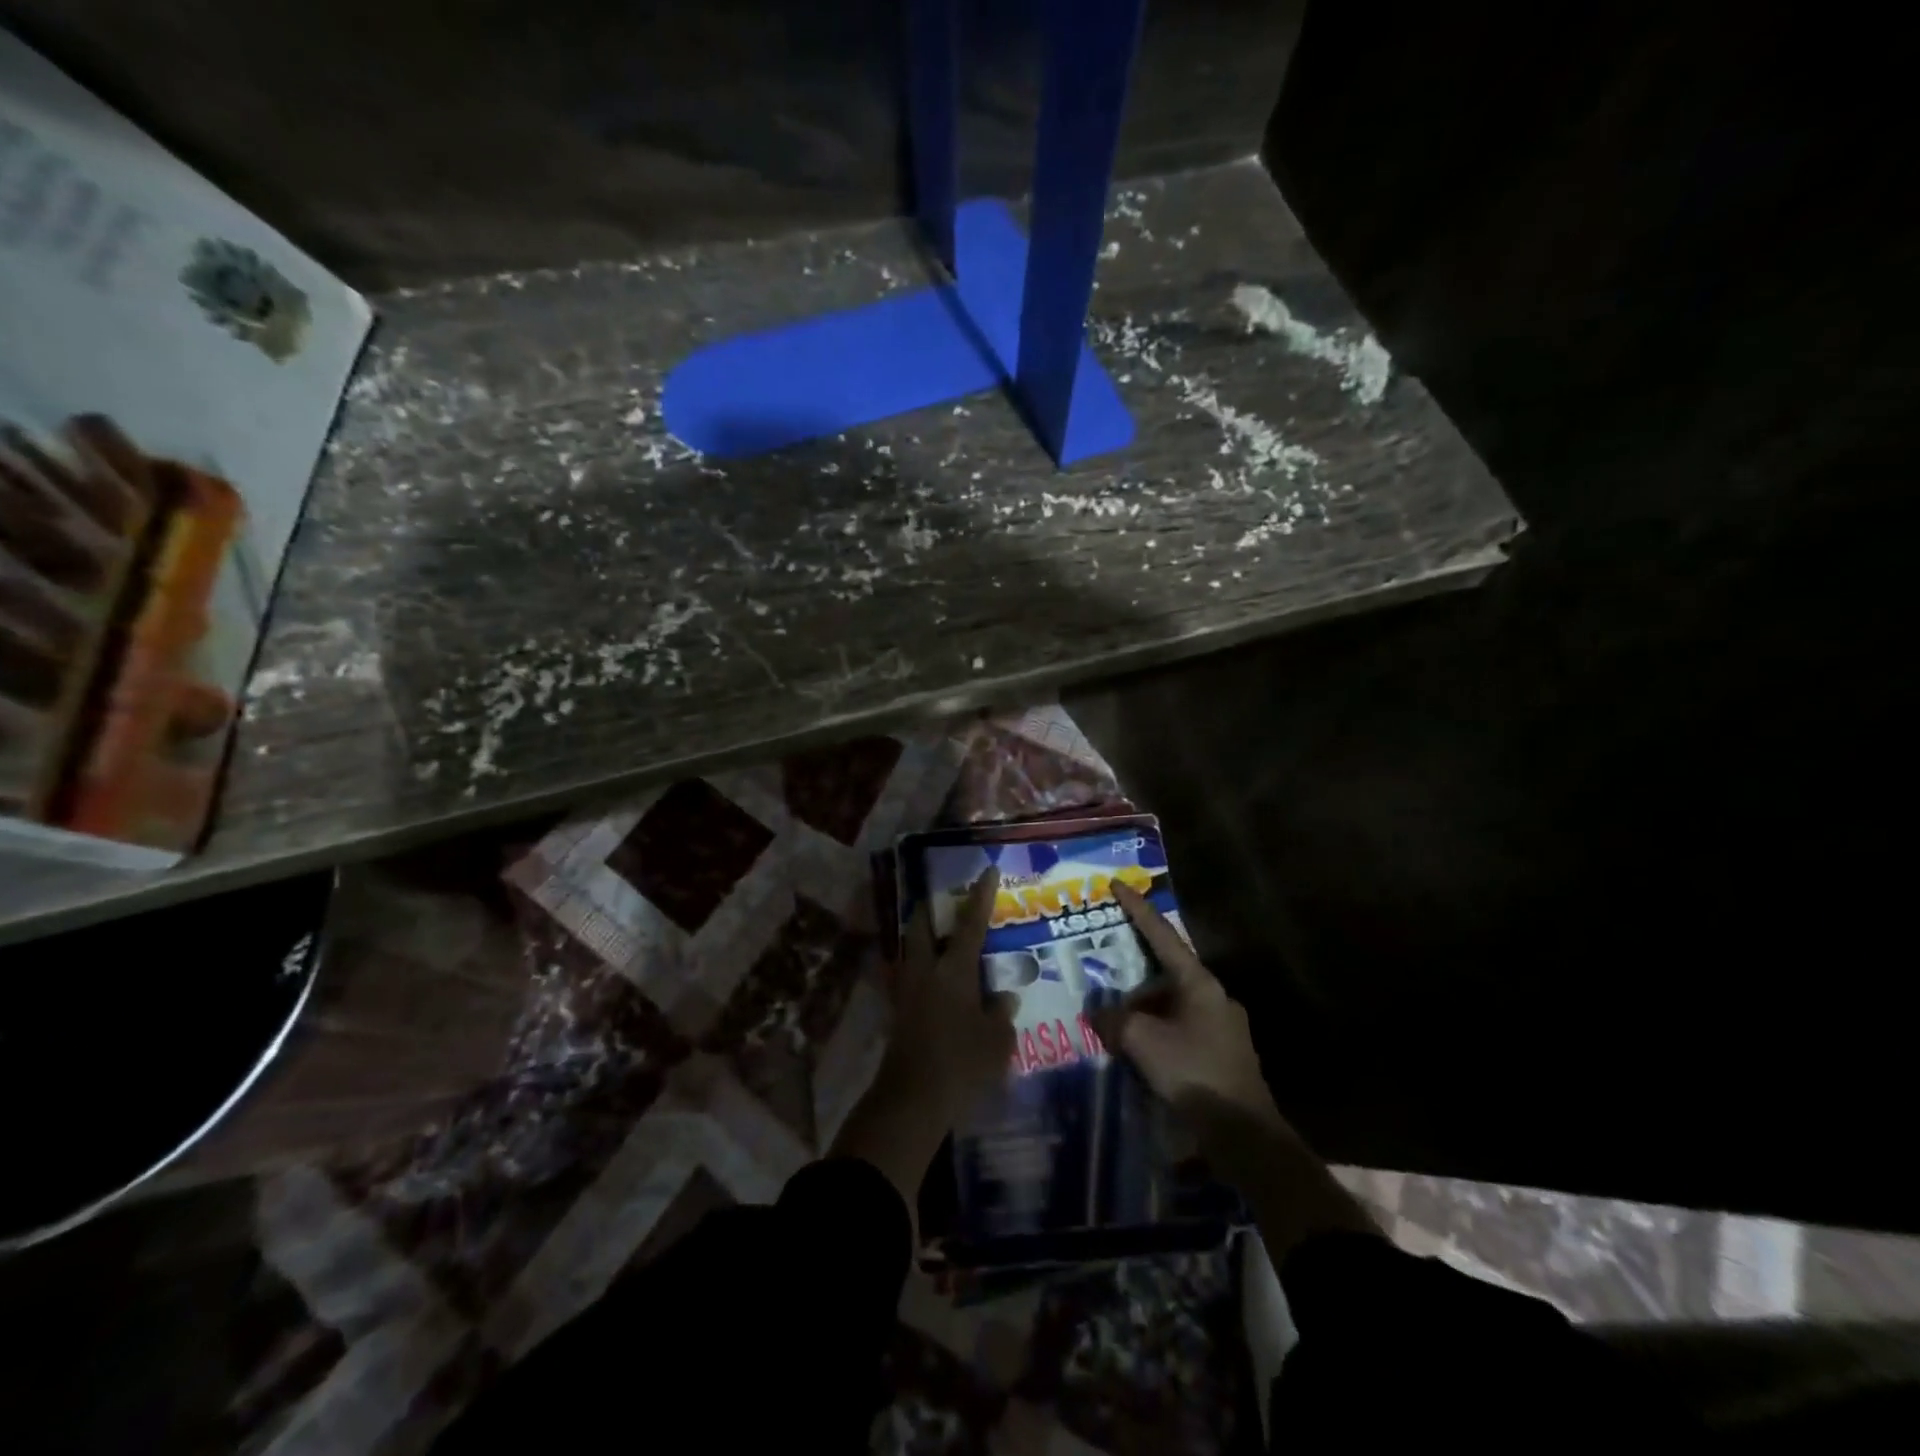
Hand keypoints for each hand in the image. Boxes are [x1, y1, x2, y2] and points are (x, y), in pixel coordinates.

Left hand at [832, 869, 1015, 1201]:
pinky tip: (937, 978)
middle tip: (950, 902)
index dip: (980, 895)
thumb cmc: (961, 1064)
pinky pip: (909, 972)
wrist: (912, 1099)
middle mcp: (925, 969)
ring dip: (925, 935)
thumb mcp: (996, 1041)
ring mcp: (906, 988)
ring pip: (911, 946)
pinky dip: (922, 964)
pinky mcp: (897, 1009)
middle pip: (922, 924)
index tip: (987, 871)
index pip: (970, 922)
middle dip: (934, 907)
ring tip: (944, 938)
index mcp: (953, 969)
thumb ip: (1001, 1013)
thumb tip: (1003, 996)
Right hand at [1099, 882, 1285, 1137]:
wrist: (1244, 1134)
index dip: (1137, 909)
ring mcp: (1223, 1026)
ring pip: (1172, 1006)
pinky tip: (1139, 1053)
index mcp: (1199, 983)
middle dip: (1133, 980)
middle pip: (1165, 975)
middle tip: (1105, 984)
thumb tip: (1101, 1012)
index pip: (1162, 935)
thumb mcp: (1142, 1041)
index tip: (1118, 884)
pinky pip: (1181, 1030)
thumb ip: (1115, 1019)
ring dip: (1144, 1013)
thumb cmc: (1193, 1073)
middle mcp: (1214, 996)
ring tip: (1115, 1028)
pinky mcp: (1223, 1054)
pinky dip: (1158, 1033)